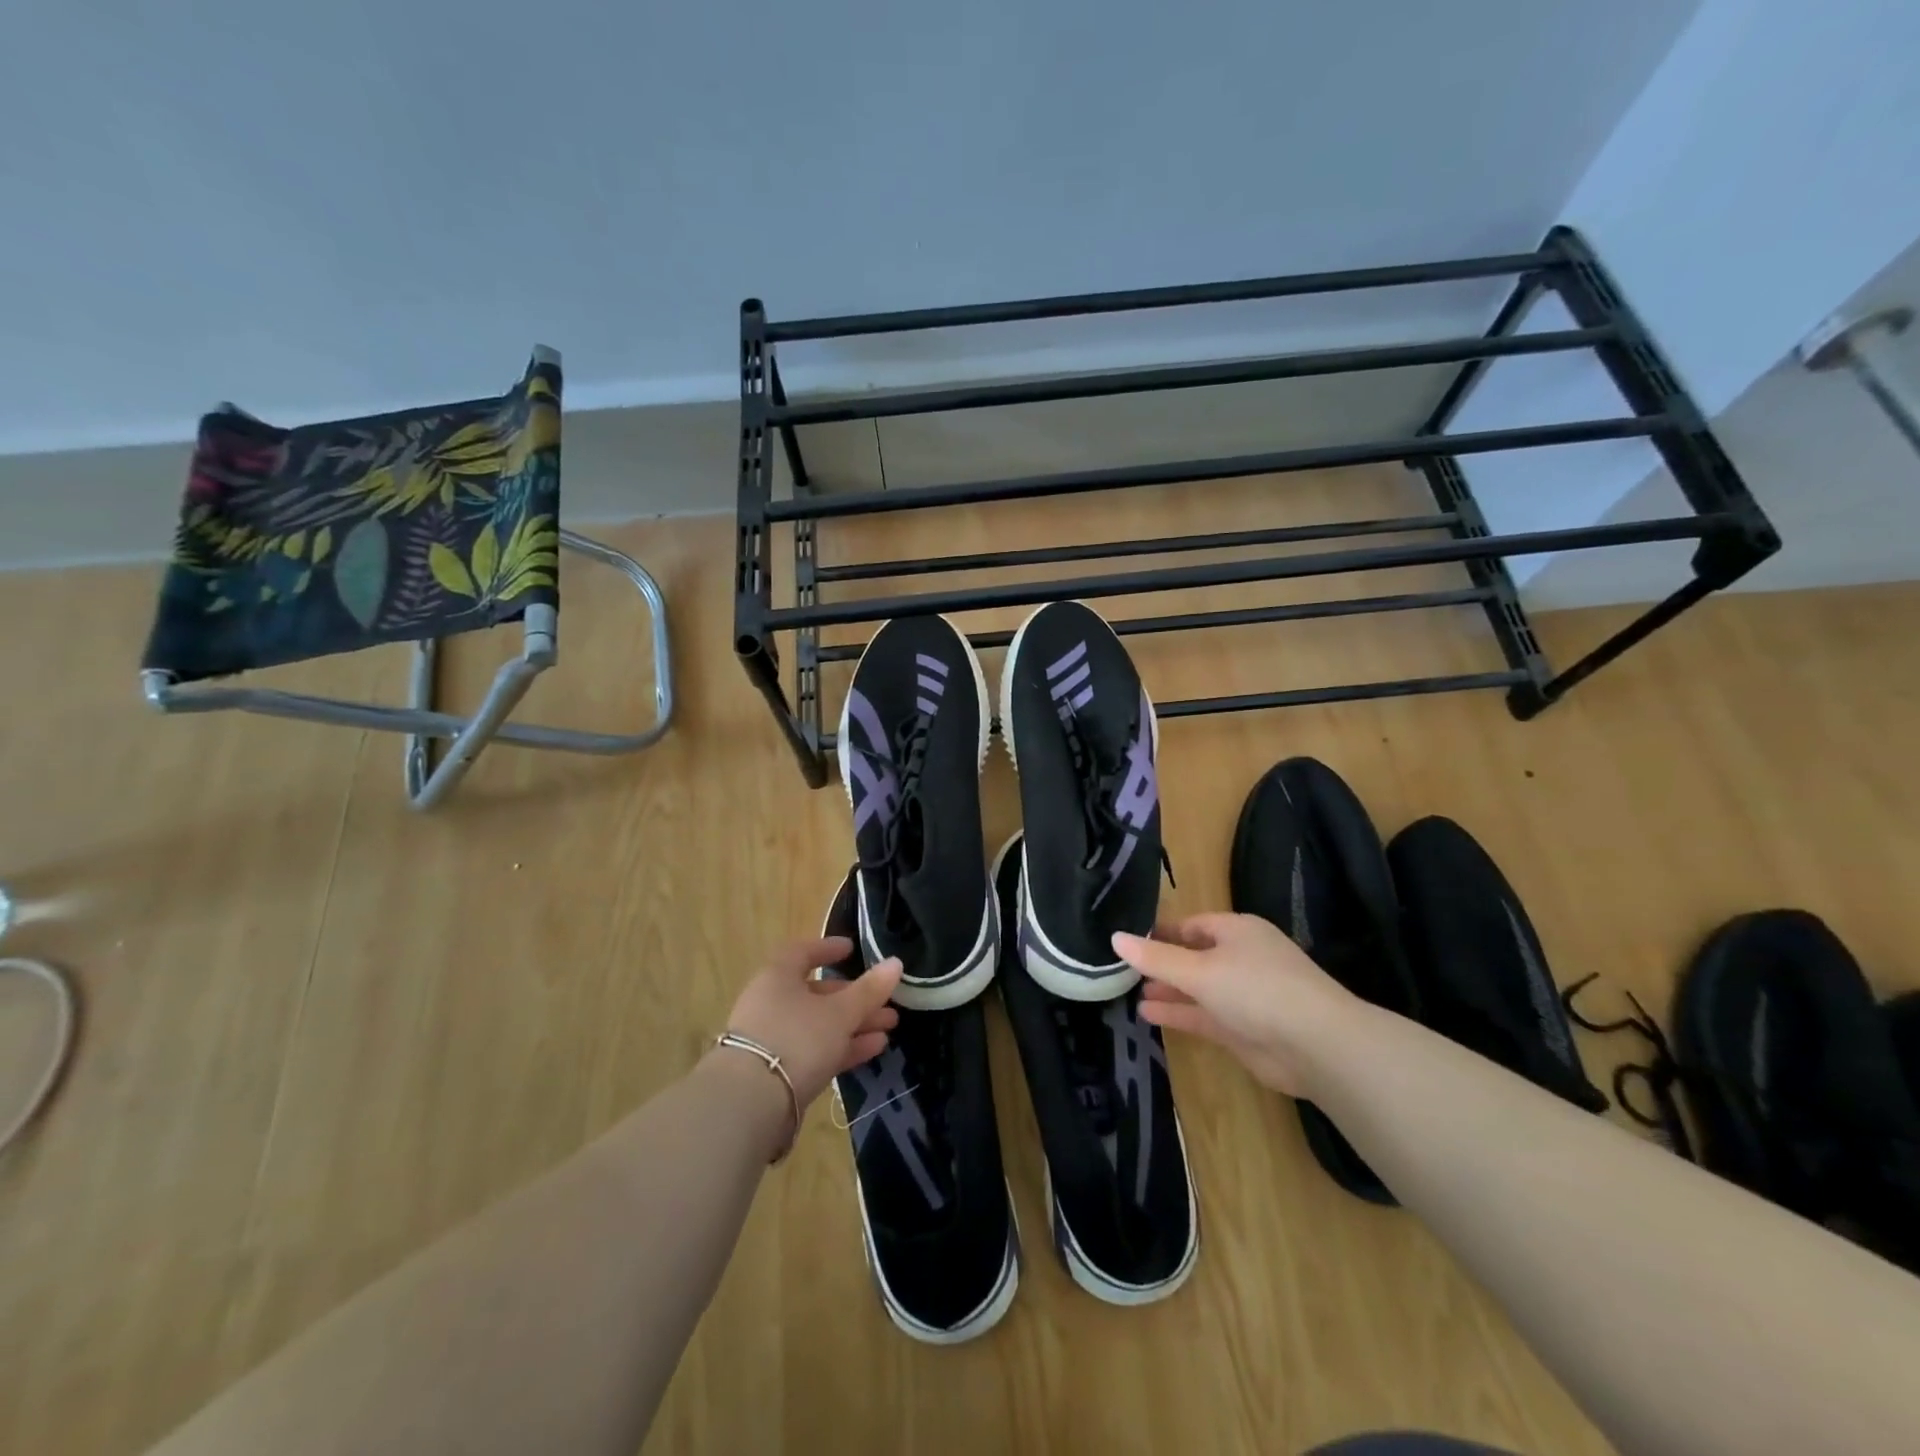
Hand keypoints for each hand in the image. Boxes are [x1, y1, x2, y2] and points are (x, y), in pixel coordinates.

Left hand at [722, 937, 901, 1109]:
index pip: (803, 953)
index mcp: (778, 977)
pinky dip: (842, 1047)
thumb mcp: (840, 1012)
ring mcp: (773, 1039)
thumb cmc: (797, 1038)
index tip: (852, 949)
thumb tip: (895, 963)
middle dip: (855, 997)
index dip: (828, 949)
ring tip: (890, 1027)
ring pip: (820, 1024)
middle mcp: (771, 1003)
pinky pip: (815, 1050)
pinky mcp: (778, 1072)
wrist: (751, 1103)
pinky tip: (873, 1049)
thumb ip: (869, 990)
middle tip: (887, 1002)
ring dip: (855, 1024)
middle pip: (817, 993)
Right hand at [1113, 913, 1360, 1096]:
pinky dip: (1179, 1014)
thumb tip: (1115, 937)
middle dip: (1162, 964)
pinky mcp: (1245, 1029)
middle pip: (1194, 956)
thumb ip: (1156, 958)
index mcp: (1237, 931)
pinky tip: (1148, 1014)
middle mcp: (1242, 958)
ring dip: (1168, 990)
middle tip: (1124, 970)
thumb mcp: (1199, 970)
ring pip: (1198, 988)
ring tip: (1130, 992)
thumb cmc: (1256, 989)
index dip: (1161, 932)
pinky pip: (1205, 1015)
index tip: (1129, 940)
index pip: (1192, 924)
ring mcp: (1245, 996)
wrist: (1317, 1045)